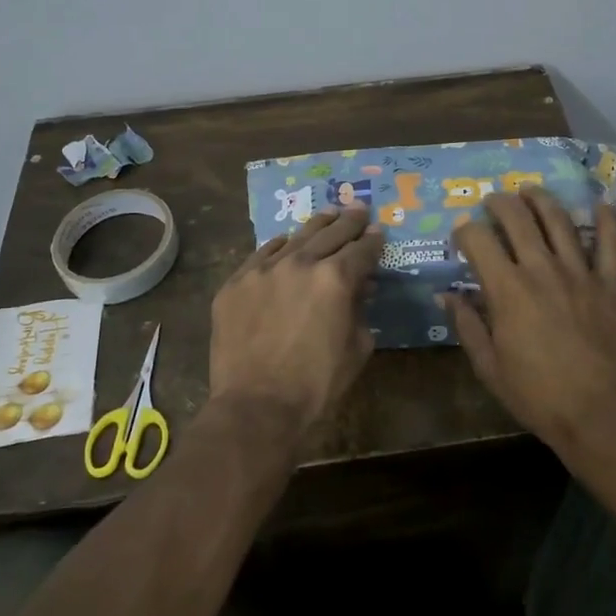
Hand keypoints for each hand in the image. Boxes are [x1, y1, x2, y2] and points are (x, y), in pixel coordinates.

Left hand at [209, 205, 383, 436]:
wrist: (256, 406)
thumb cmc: (315, 384)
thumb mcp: (357, 348)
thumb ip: (361, 311)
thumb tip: (361, 290)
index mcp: (335, 278)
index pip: (362, 250)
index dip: (373, 241)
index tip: (378, 233)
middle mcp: (300, 263)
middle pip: (331, 233)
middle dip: (349, 222)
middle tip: (358, 210)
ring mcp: (264, 269)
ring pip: (296, 237)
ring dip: (317, 226)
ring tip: (329, 214)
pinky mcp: (236, 282)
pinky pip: (262, 254)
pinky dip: (279, 247)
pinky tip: (286, 242)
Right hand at [443, 188, 615, 455]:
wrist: (600, 415)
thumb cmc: (538, 396)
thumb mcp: (489, 367)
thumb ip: (468, 325)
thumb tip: (447, 295)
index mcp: (507, 289)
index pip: (478, 240)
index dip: (465, 231)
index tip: (462, 235)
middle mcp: (541, 269)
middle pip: (517, 218)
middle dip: (500, 203)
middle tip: (493, 202)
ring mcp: (580, 272)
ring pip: (559, 220)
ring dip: (541, 199)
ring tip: (530, 191)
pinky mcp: (611, 283)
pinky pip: (611, 243)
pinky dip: (606, 220)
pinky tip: (600, 204)